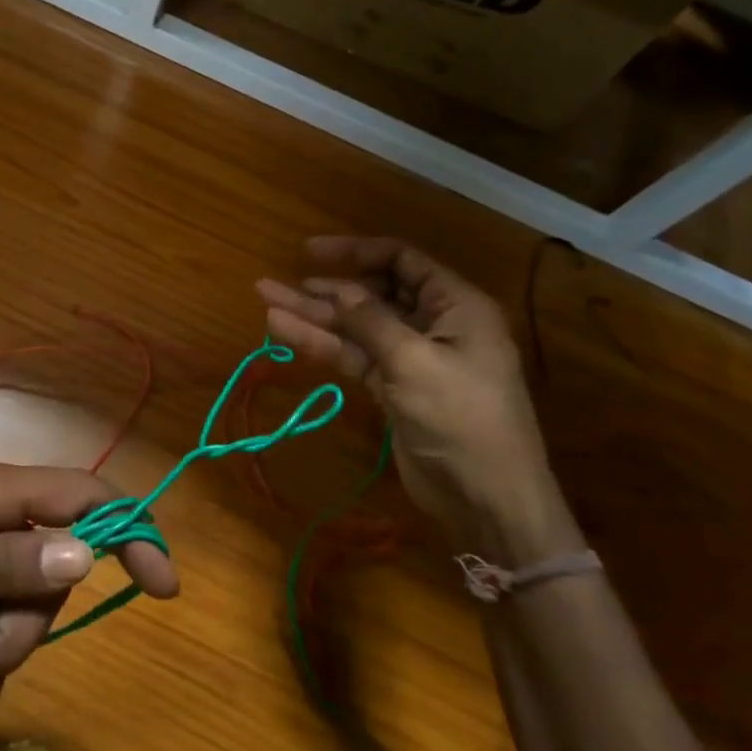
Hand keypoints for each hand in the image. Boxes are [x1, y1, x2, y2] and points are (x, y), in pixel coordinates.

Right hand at [257, 237, 574, 558]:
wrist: (486, 498)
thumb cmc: (461, 417)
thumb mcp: (414, 360)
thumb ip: (370, 321)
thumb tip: (335, 287)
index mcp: (455, 306)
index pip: (401, 261)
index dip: (354, 252)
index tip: (309, 252)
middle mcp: (433, 324)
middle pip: (371, 294)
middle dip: (323, 287)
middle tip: (274, 283)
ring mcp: (410, 357)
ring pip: (355, 327)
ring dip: (313, 316)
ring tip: (265, 301)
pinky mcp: (392, 388)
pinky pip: (353, 356)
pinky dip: (321, 345)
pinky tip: (284, 331)